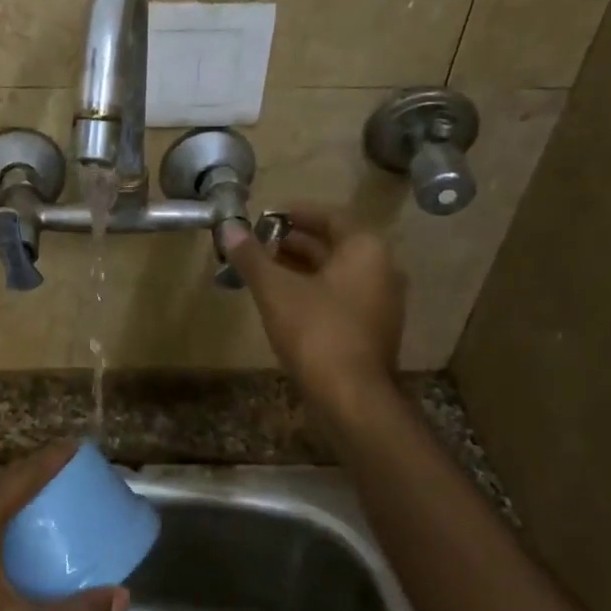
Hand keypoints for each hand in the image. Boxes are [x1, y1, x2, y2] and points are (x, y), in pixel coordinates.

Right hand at [222, 203, 406, 414]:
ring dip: (300, 267)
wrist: (352, 397)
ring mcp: (379, 301)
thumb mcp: (276, 290)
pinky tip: (281, 300)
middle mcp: (381, 269)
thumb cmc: (316, 332)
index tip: (265, 216)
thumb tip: (229, 226)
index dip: (295, 213)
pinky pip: (339, 295)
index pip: (331, 216)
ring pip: (335, 272)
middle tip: (257, 243)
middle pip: (333, 244)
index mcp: (366, 249)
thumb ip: (252, 256)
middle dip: (293, 241)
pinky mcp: (371, 329)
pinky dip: (311, 290)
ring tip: (261, 269)